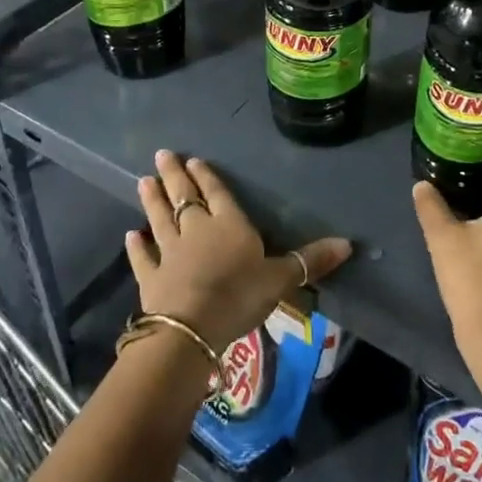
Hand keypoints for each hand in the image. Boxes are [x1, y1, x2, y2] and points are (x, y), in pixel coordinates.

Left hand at [129, 151, 350, 351]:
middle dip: (174, 175)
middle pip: (184, 196)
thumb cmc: (240, 294)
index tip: (193, 160)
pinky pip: (143, 257)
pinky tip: (131, 235)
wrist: (192, 327)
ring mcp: (170, 252)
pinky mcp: (151, 277)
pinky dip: (137, 247)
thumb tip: (349, 243)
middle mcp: (196, 229)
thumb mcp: (282, 278)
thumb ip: (310, 260)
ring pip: (160, 218)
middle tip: (161, 154)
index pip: (217, 193)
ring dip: (152, 200)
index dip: (206, 176)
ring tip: (142, 180)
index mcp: (229, 223)